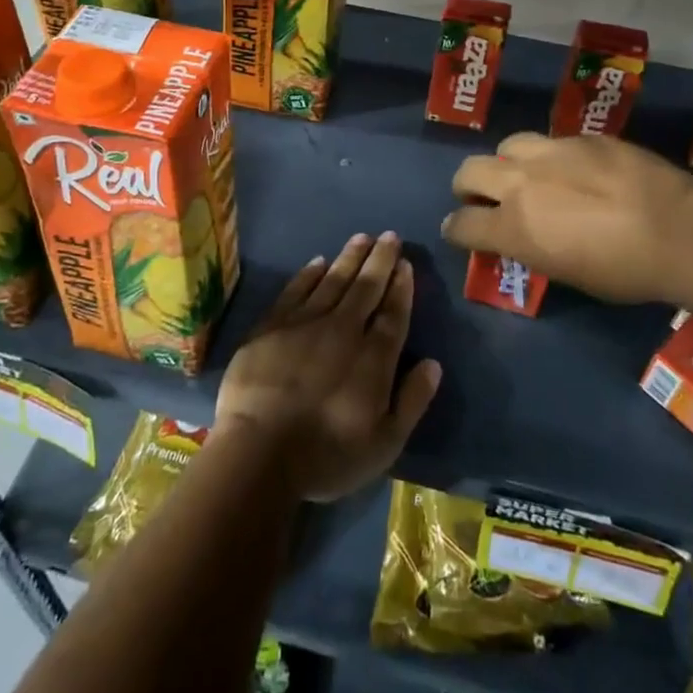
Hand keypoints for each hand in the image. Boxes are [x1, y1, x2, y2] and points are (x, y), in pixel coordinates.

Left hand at [216, 231, 441, 502]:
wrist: (259, 453)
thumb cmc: (326, 455)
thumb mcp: (384, 443)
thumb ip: (411, 401)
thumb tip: (433, 364)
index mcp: (373, 357)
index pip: (393, 313)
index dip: (401, 287)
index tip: (406, 264)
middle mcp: (343, 330)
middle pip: (366, 287)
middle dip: (380, 260)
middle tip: (389, 236)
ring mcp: (305, 324)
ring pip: (333, 280)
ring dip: (350, 257)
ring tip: (362, 237)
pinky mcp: (272, 325)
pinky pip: (296, 289)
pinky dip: (309, 274)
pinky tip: (318, 262)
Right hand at [443, 133, 692, 306]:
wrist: (679, 229)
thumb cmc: (625, 271)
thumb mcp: (568, 273)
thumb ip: (534, 248)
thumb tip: (524, 236)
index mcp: (513, 226)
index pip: (462, 224)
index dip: (456, 229)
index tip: (460, 231)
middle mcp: (522, 182)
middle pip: (469, 172)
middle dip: (467, 187)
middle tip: (481, 198)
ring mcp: (552, 152)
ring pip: (508, 145)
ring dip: (508, 163)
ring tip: (528, 175)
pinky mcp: (584, 137)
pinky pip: (554, 141)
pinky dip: (553, 157)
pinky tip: (577, 170)